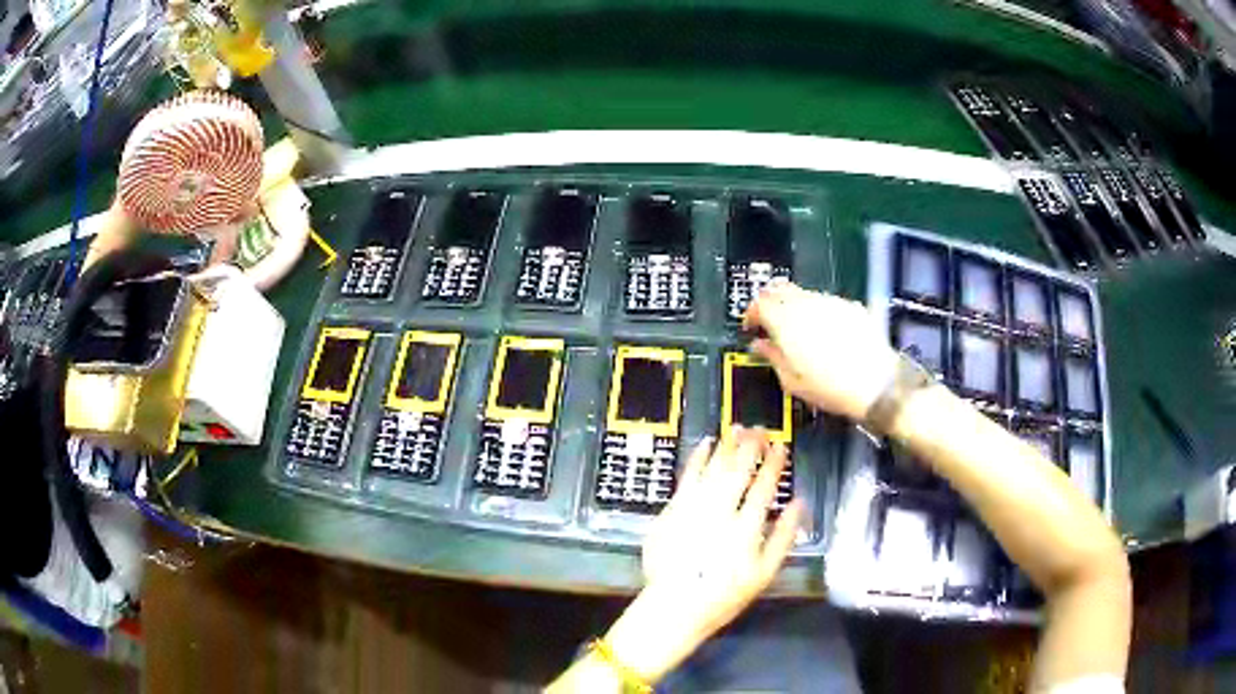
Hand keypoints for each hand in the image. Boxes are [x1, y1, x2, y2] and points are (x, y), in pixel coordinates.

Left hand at [602, 429, 803, 682]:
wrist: (674, 606)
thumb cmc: (724, 594)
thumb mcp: (764, 574)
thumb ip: (784, 537)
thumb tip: (799, 503)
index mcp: (746, 528)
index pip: (764, 487)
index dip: (774, 464)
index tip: (780, 447)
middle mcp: (721, 512)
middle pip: (738, 472)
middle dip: (751, 447)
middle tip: (760, 430)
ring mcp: (693, 509)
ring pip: (713, 469)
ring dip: (727, 447)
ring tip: (737, 429)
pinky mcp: (671, 511)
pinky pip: (686, 477)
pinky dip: (696, 458)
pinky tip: (705, 444)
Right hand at [743, 281, 898, 420]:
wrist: (876, 384)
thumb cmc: (831, 388)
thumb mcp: (792, 381)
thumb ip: (772, 357)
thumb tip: (761, 346)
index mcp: (785, 321)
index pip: (758, 303)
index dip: (751, 314)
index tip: (752, 327)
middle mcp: (806, 304)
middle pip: (779, 288)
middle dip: (770, 302)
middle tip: (769, 322)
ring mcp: (830, 302)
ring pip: (803, 293)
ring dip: (794, 305)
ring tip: (798, 330)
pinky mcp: (849, 306)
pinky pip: (825, 301)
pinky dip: (817, 311)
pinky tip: (824, 332)